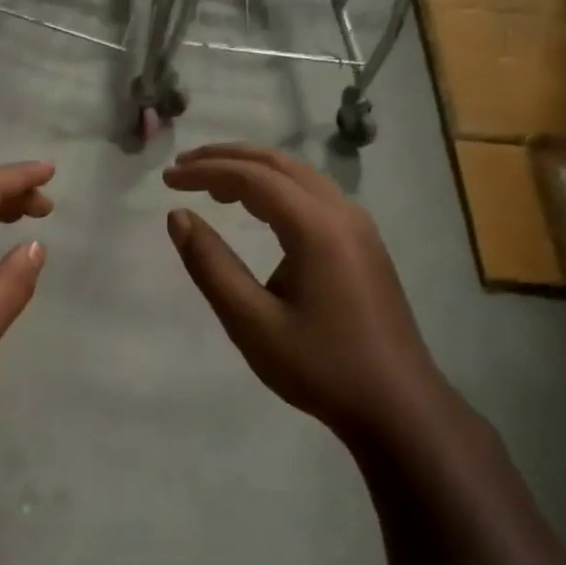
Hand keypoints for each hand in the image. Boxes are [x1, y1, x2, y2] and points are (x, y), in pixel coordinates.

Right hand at [164, 144, 453, 441]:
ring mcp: (360, 227)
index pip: (252, 177)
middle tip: (184, 166)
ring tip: (212, 182)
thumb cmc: (320, 367)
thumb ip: (211, 265)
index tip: (167, 178)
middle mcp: (343, 213)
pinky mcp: (365, 244)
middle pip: (278, 164)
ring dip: (254, 169)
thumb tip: (178, 217)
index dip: (206, 171)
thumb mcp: (252, 323)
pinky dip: (277, 187)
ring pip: (300, 175)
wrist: (398, 406)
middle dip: (227, 158)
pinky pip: (315, 194)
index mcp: (317, 228)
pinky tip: (258, 207)